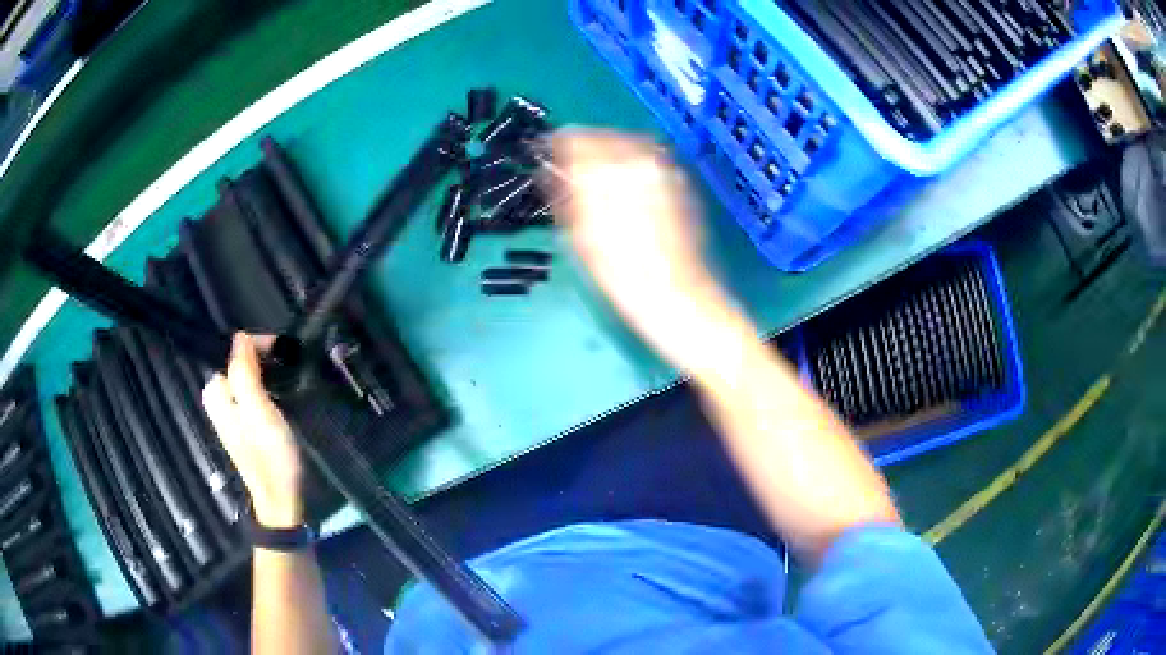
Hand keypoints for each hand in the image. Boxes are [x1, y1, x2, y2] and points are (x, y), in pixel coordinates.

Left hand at [202, 333, 303, 527]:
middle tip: (291, 370)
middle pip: (241, 364)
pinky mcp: (248, 425)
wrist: (283, 501)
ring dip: (270, 375)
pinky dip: (270, 390)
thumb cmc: (271, 457)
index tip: (285, 353)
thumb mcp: (258, 411)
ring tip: (292, 382)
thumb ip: (245, 373)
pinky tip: (285, 399)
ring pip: (250, 378)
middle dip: (266, 361)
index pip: (234, 352)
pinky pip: (256, 393)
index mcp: (216, 394)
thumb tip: (240, 337)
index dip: (259, 347)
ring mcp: (234, 414)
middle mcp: (220, 400)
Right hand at [549, 129, 745, 372]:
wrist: (674, 295)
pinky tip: (628, 192)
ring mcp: (665, 169)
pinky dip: (634, 168)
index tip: (550, 158)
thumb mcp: (578, 235)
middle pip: (604, 136)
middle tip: (573, 173)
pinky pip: (650, 162)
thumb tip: (549, 170)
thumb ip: (563, 193)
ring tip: (601, 182)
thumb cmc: (620, 274)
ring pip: (629, 145)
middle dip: (586, 150)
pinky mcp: (681, 182)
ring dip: (611, 156)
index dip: (558, 147)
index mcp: (608, 169)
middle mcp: (639, 159)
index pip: (574, 138)